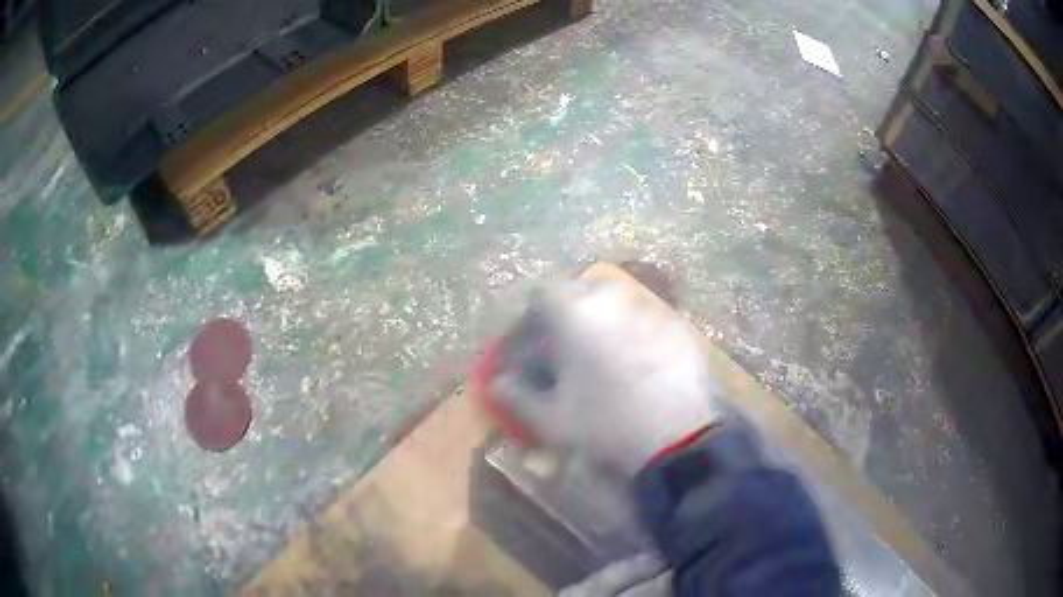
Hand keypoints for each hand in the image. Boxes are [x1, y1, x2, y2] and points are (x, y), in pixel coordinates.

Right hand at [479, 278, 725, 475]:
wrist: (678, 440)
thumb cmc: (605, 426)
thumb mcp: (551, 419)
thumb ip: (516, 397)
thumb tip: (496, 383)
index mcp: (576, 314)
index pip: (543, 290)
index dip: (532, 312)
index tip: (533, 337)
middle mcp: (614, 301)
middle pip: (584, 289)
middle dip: (571, 310)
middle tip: (568, 344)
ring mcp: (652, 312)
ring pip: (619, 303)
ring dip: (605, 320)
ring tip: (605, 357)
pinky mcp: (679, 329)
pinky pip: (648, 321)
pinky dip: (637, 334)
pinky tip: (641, 367)